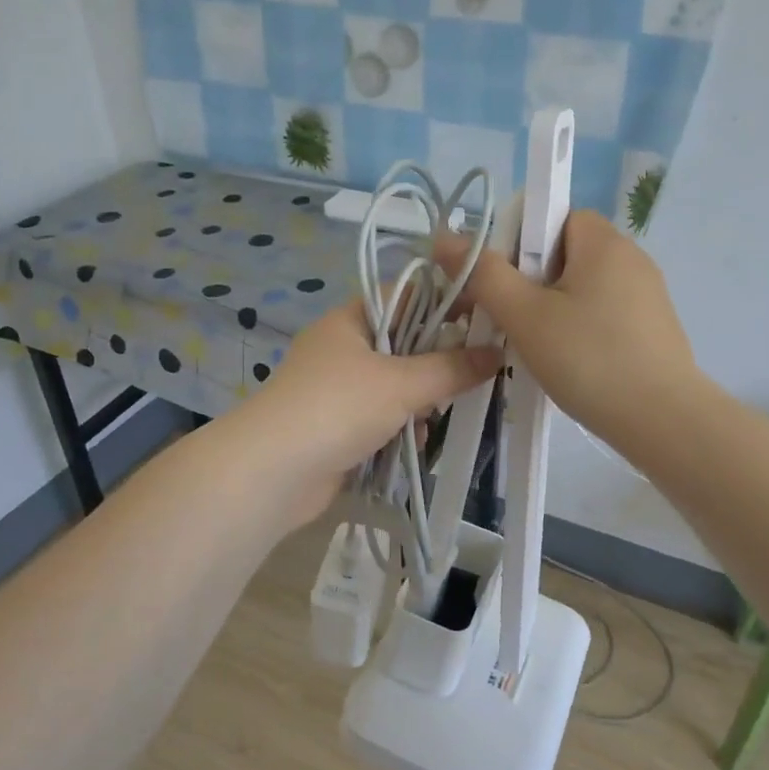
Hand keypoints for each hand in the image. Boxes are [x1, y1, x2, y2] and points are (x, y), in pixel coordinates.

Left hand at [238, 296, 501, 525]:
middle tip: (482, 368)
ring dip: (423, 398)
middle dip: (440, 358)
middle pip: (404, 343)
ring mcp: (338, 390)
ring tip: (456, 407)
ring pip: (396, 384)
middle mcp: (343, 349)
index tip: (488, 316)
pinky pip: (383, 418)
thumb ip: (451, 368)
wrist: (272, 473)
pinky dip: (403, 426)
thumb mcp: (401, 383)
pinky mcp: (339, 428)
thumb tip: (497, 353)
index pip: (407, 296)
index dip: (447, 301)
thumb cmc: (337, 408)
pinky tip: (422, 439)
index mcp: (351, 320)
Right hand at [435, 210, 701, 452]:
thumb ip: (484, 273)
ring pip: (583, 287)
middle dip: (532, 280)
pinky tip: (570, 363)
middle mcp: (631, 258)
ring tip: (535, 347)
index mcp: (604, 242)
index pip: (555, 216)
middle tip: (511, 319)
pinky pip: (604, 313)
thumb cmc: (588, 358)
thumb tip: (446, 237)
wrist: (662, 420)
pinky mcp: (653, 328)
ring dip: (553, 309)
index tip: (504, 281)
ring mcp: (648, 295)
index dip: (521, 240)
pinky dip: (580, 329)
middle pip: (566, 252)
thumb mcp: (525, 315)